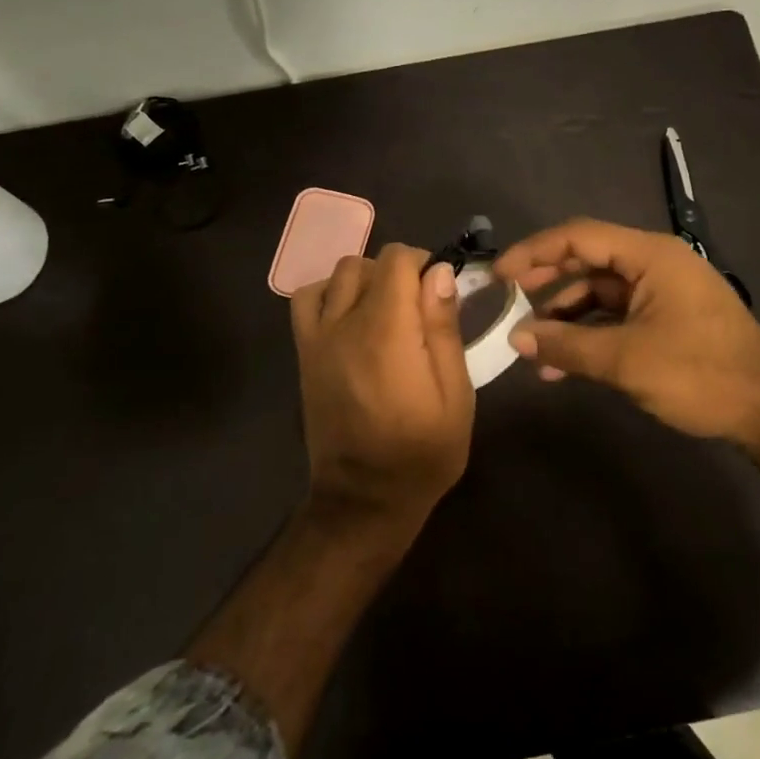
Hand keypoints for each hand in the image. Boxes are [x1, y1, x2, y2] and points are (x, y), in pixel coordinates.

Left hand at [290, 244, 474, 527]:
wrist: (364, 499)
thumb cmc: (423, 452)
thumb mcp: (455, 395)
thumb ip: (444, 328)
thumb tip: (439, 272)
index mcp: (387, 333)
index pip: (397, 260)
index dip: (424, 264)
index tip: (440, 293)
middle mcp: (345, 325)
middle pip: (367, 263)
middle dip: (398, 272)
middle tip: (420, 307)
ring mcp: (317, 338)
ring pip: (336, 274)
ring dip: (365, 279)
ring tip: (386, 310)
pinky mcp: (304, 353)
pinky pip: (306, 299)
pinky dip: (328, 293)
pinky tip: (350, 316)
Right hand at [494, 217, 759, 444]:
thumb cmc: (700, 374)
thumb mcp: (626, 360)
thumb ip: (566, 346)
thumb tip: (516, 338)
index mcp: (650, 256)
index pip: (579, 236)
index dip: (534, 252)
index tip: (498, 275)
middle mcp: (656, 264)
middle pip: (588, 260)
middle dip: (546, 281)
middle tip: (507, 301)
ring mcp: (663, 292)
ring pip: (600, 292)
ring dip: (565, 316)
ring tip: (531, 346)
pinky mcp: (668, 319)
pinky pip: (617, 316)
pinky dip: (589, 333)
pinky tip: (562, 364)